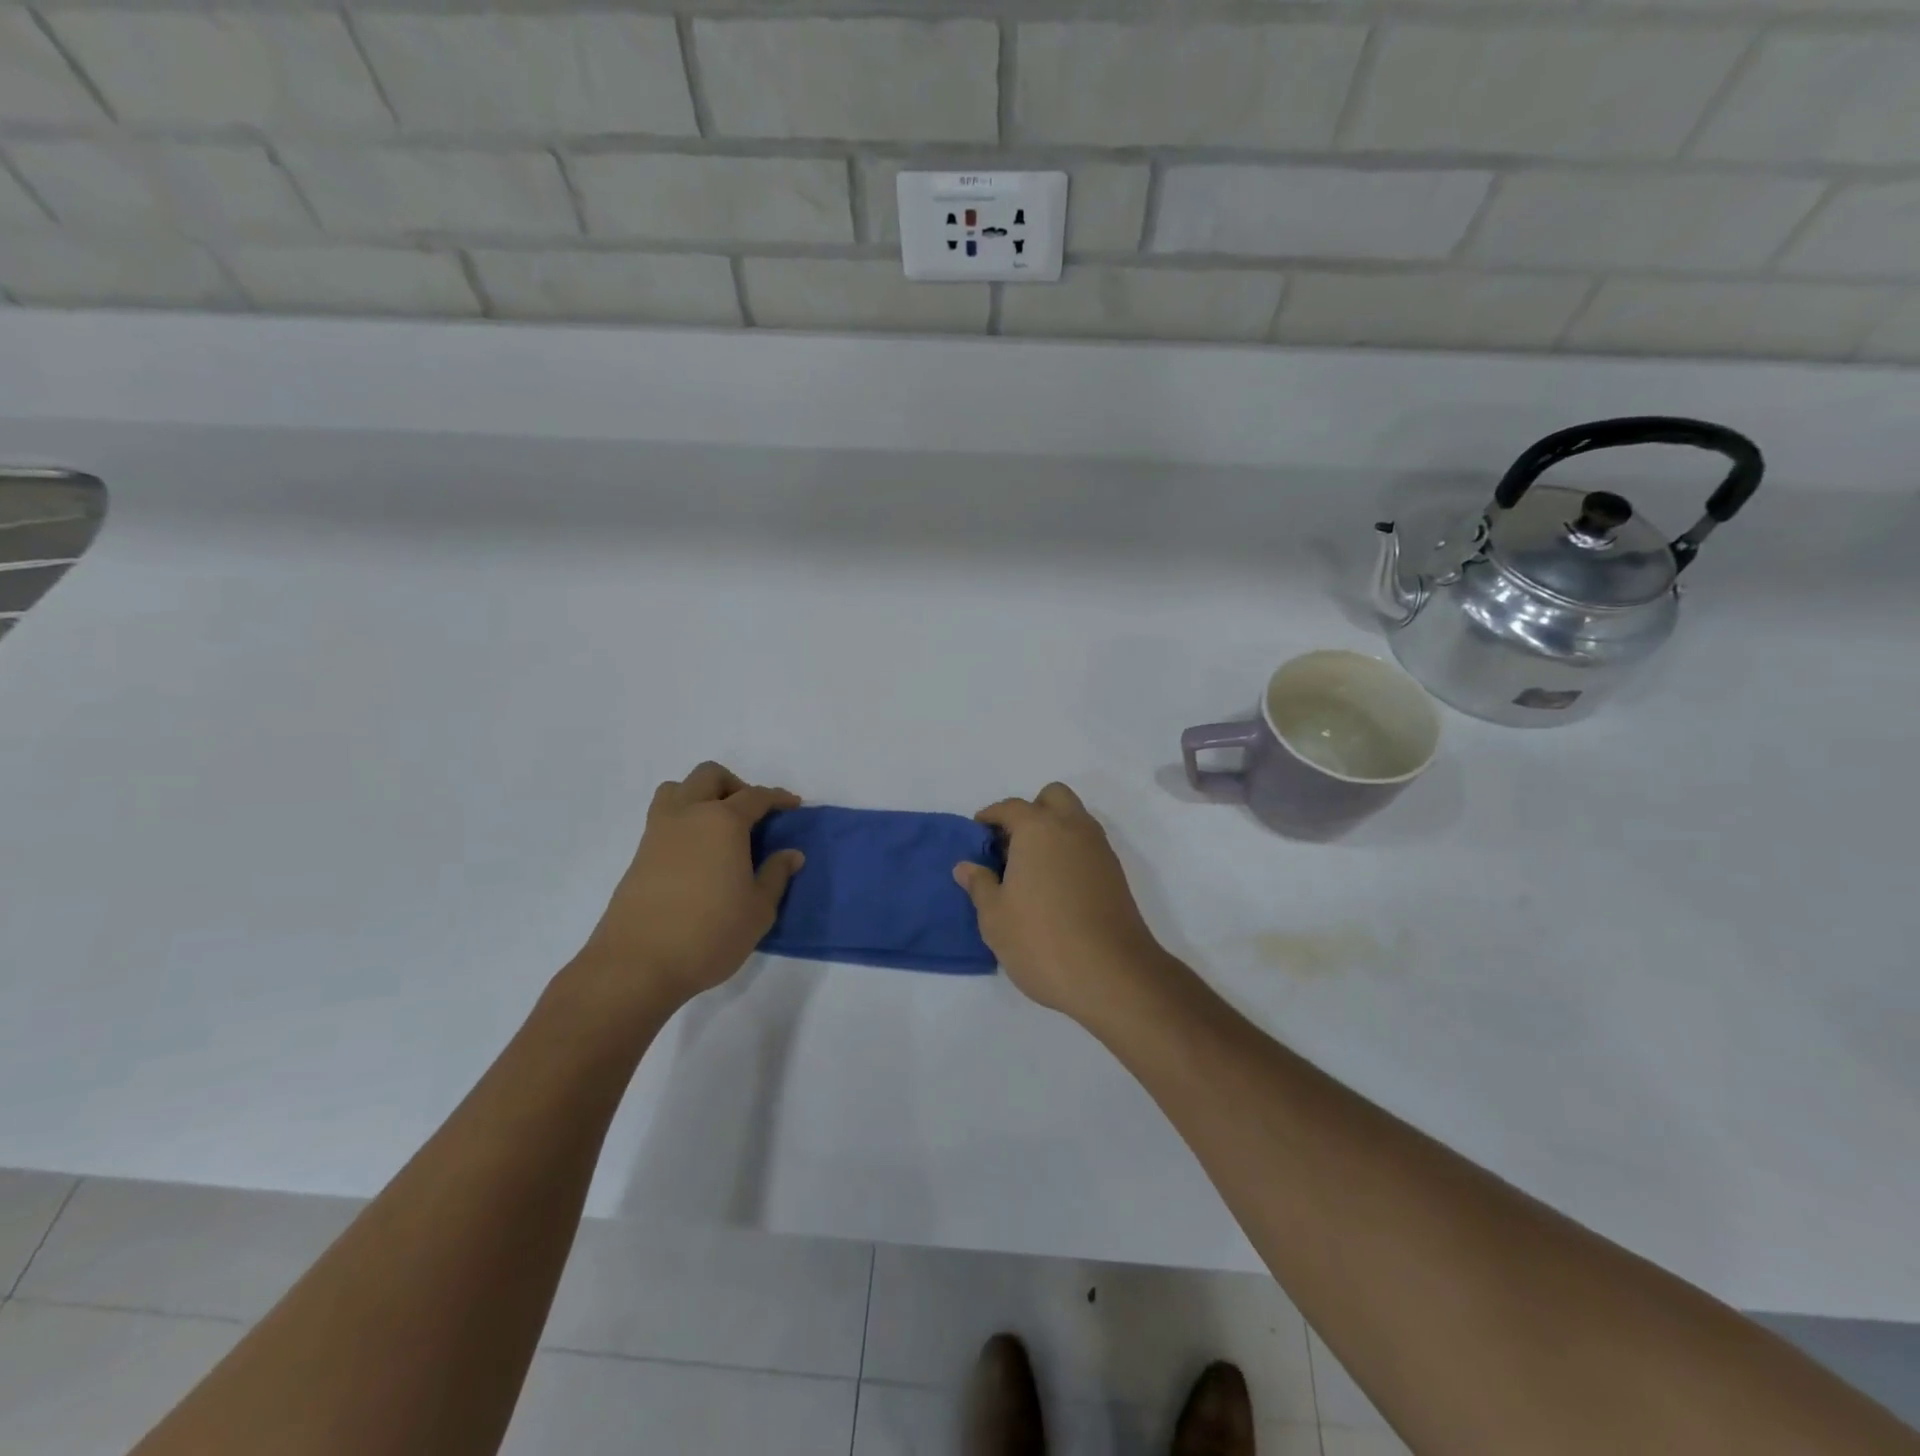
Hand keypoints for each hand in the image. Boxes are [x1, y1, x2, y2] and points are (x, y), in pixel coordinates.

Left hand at [577, 761, 802, 1009]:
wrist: (637, 964)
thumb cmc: (709, 934)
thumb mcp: (759, 910)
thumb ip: (776, 875)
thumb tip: (791, 854)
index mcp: (723, 822)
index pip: (755, 796)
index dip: (778, 798)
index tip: (793, 805)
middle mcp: (689, 815)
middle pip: (710, 776)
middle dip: (735, 785)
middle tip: (752, 814)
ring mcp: (658, 832)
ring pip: (678, 789)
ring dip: (701, 795)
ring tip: (718, 826)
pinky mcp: (639, 854)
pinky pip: (663, 816)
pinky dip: (684, 819)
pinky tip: (698, 852)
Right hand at [952, 782, 1166, 1019]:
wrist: (1113, 975)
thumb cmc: (1042, 941)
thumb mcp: (995, 918)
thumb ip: (980, 885)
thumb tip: (966, 866)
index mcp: (1039, 829)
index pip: (1011, 807)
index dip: (990, 817)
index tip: (978, 834)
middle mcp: (1072, 828)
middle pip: (1053, 797)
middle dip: (1031, 811)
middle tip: (1011, 845)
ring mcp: (1099, 850)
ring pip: (1075, 819)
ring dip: (1053, 830)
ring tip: (1030, 869)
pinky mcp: (1115, 874)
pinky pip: (1087, 845)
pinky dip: (1069, 852)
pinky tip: (1054, 887)